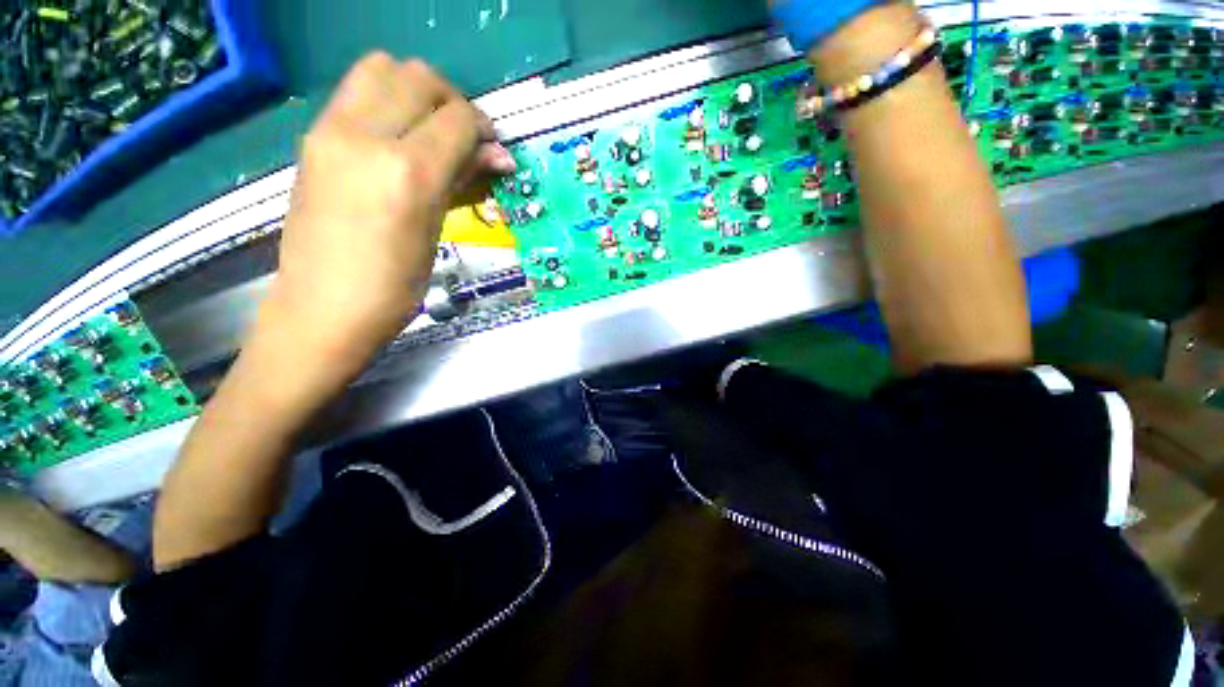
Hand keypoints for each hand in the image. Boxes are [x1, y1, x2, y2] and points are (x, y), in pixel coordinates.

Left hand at [262, 53, 515, 371]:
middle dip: (454, 103)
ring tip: (430, 128)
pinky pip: (357, 90)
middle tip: (465, 138)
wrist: (323, 306)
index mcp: (408, 172)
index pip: (458, 120)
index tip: (493, 151)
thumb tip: (498, 156)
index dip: (484, 129)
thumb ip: (462, 180)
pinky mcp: (313, 135)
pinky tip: (398, 136)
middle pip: (421, 79)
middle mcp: (367, 136)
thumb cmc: (395, 286)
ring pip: (383, 68)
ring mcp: (332, 130)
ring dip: (417, 91)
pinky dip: (387, 99)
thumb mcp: (437, 232)